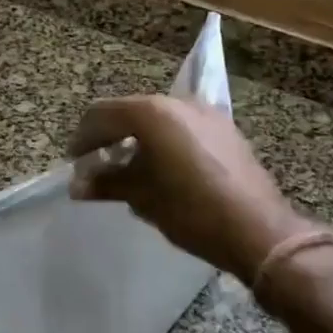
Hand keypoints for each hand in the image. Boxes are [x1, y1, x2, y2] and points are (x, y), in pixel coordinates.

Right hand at [69, 96, 307, 281]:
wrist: (257, 229)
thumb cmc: (191, 210)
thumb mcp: (143, 197)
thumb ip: (107, 182)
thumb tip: (78, 185)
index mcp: (152, 113)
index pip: (102, 114)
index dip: (83, 138)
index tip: (75, 162)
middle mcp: (178, 103)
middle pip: (130, 112)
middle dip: (109, 137)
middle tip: (97, 166)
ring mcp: (206, 114)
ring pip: (158, 120)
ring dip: (137, 140)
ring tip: (128, 171)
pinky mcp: (225, 130)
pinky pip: (182, 128)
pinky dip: (163, 142)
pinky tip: (162, 170)